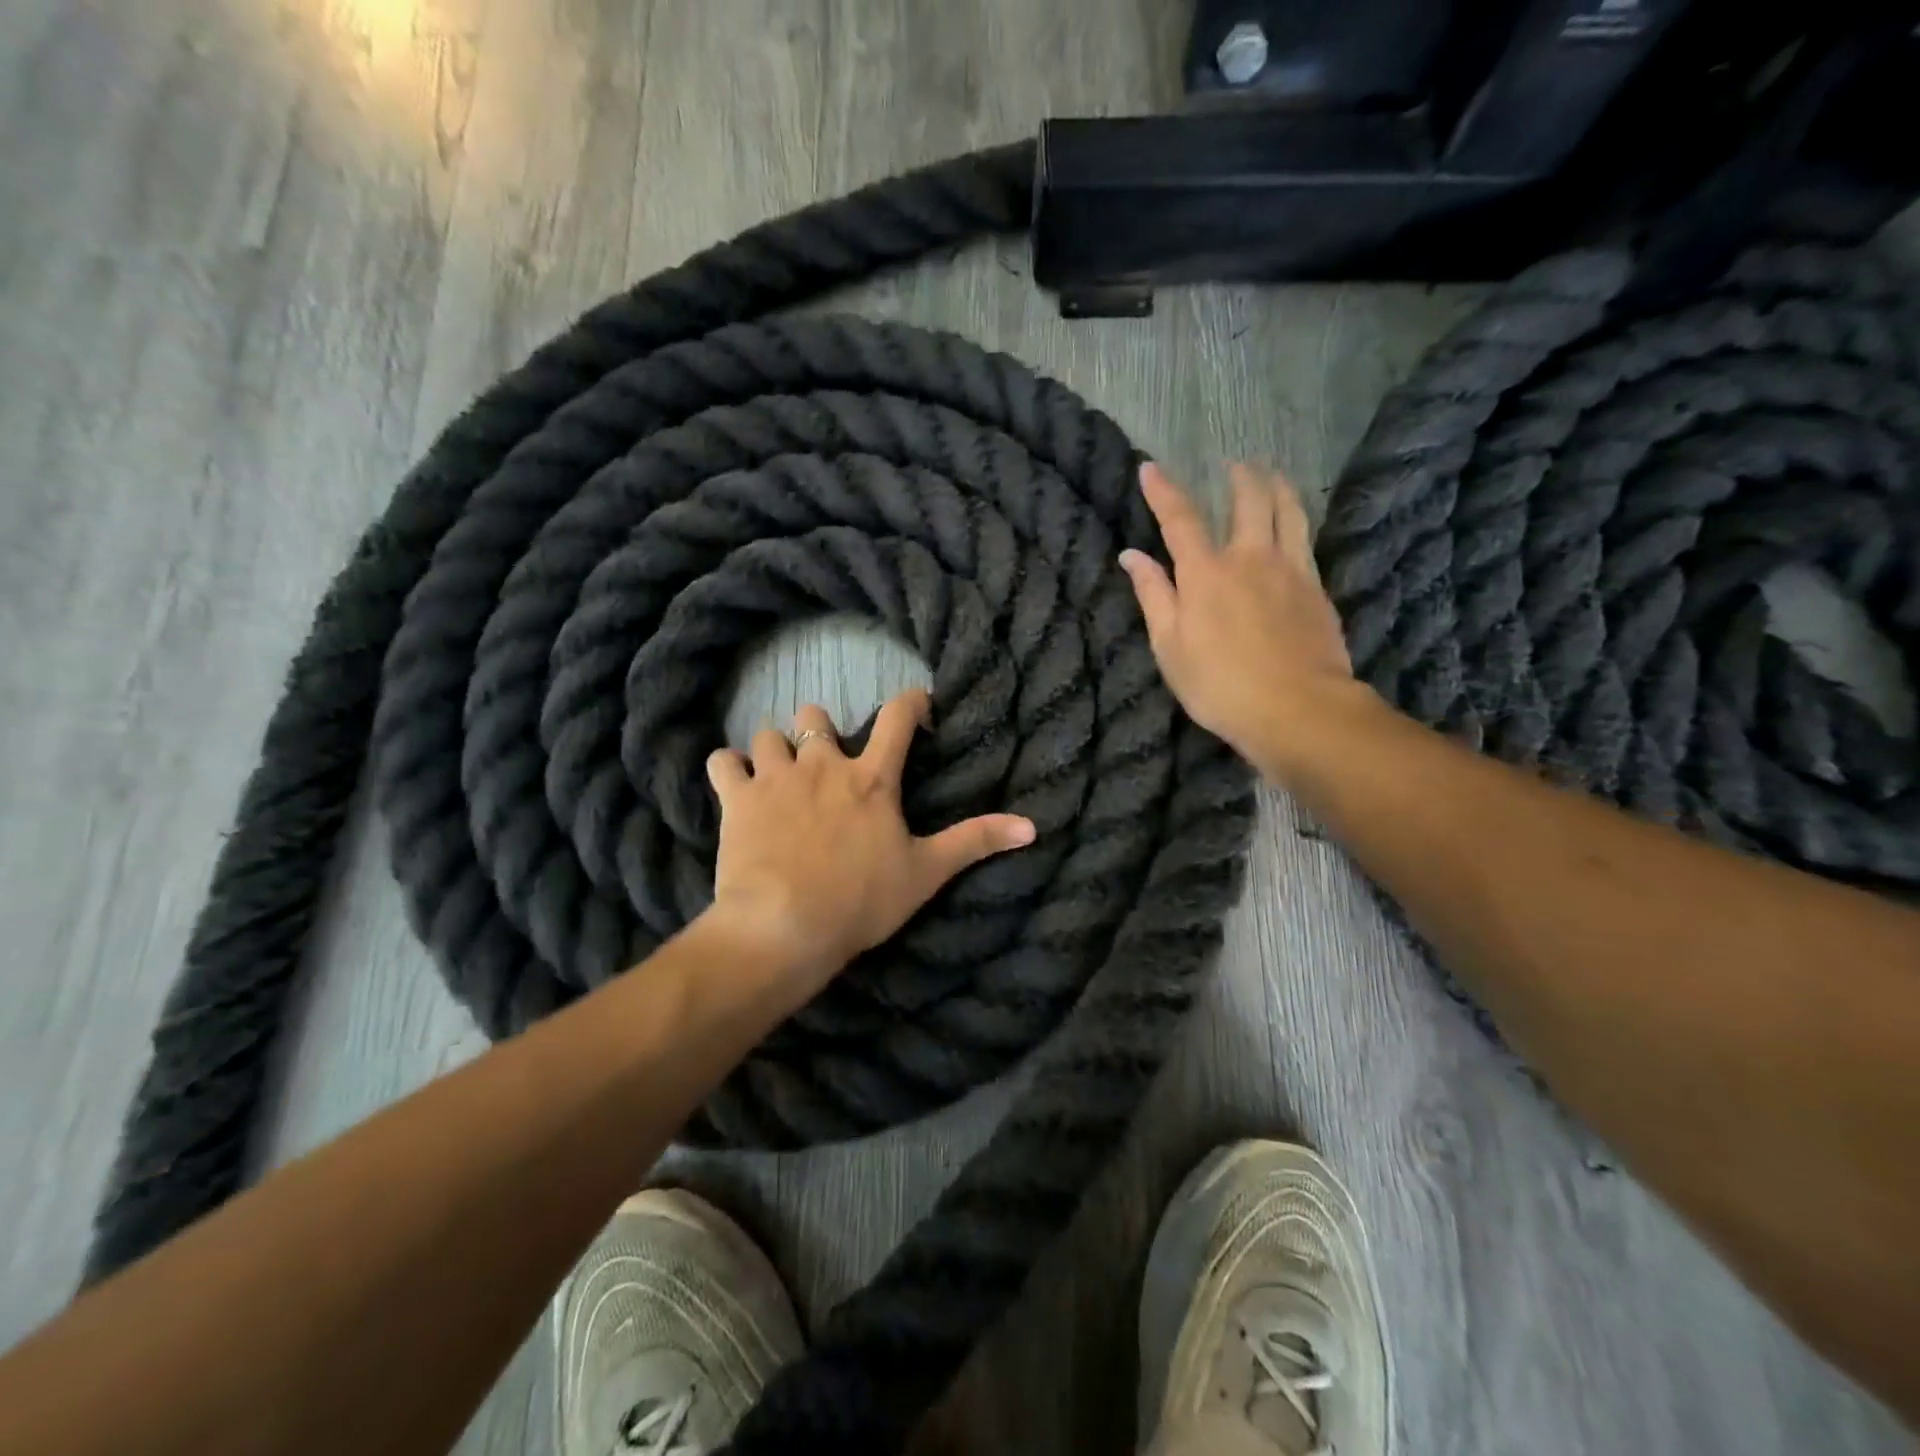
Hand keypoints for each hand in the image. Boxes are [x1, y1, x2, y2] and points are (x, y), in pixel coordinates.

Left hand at [702, 689, 1035, 991]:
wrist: (785, 925)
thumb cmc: (861, 899)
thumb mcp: (926, 873)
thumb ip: (975, 842)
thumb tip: (1032, 826)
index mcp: (871, 778)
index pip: (898, 717)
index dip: (910, 702)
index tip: (916, 706)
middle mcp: (823, 764)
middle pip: (815, 715)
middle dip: (820, 730)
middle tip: (824, 761)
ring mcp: (776, 777)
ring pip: (768, 734)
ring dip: (773, 750)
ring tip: (777, 776)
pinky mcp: (736, 798)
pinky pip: (721, 762)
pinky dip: (727, 769)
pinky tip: (733, 786)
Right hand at [1119, 462, 1370, 783]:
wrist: (1298, 709)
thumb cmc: (1220, 685)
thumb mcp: (1170, 647)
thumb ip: (1153, 596)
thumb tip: (1132, 556)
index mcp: (1206, 573)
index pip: (1180, 519)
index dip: (1163, 491)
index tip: (1150, 467)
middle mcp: (1251, 558)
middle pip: (1249, 500)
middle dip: (1239, 476)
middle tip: (1233, 463)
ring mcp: (1291, 570)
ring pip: (1289, 511)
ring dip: (1277, 485)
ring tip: (1271, 473)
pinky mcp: (1317, 589)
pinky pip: (1306, 540)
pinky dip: (1296, 521)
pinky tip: (1294, 526)